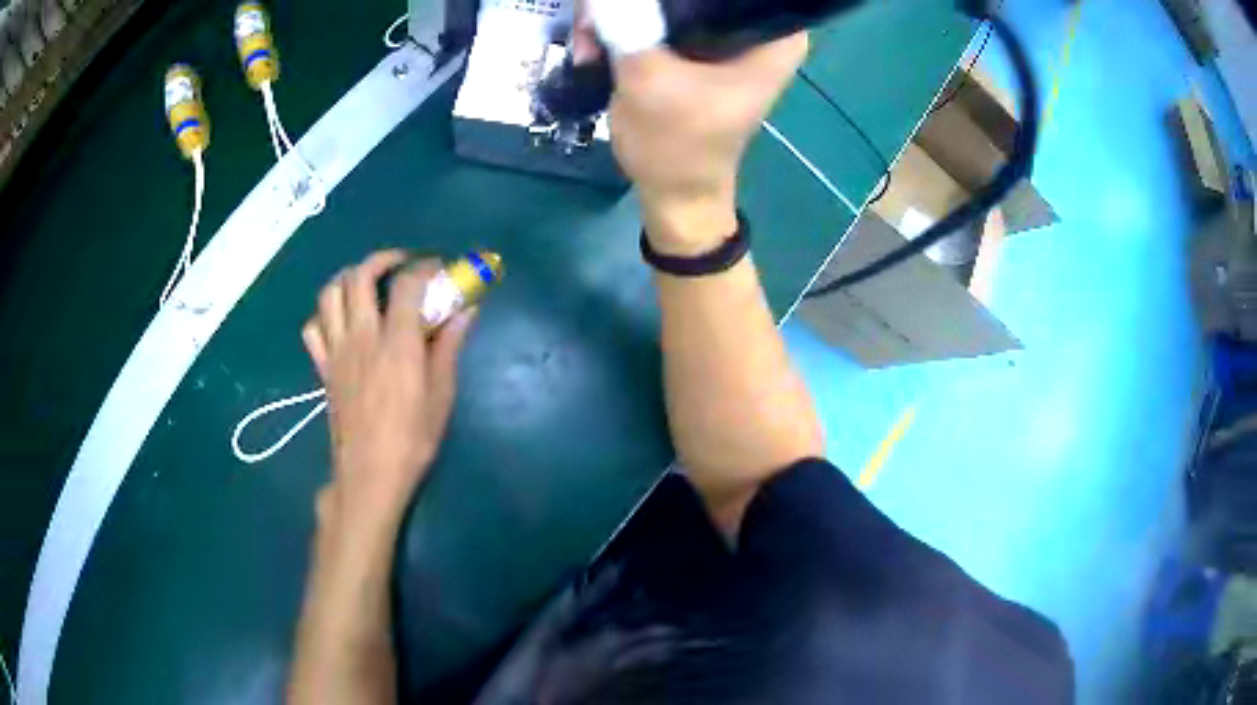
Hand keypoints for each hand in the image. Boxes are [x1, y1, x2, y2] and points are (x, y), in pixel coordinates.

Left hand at [302, 251, 475, 530]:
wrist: (369, 473)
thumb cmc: (412, 438)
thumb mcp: (442, 394)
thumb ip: (450, 346)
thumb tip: (466, 311)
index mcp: (396, 342)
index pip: (406, 284)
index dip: (424, 267)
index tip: (438, 267)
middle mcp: (361, 336)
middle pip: (360, 276)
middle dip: (382, 259)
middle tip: (400, 264)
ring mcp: (336, 350)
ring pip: (330, 294)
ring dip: (348, 278)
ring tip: (366, 283)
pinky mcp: (323, 368)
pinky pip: (313, 328)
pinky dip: (325, 314)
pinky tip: (340, 321)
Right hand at [573, 19, 807, 253]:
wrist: (674, 195)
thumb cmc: (675, 145)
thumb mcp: (647, 78)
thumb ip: (627, 21)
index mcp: (773, 35)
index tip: (633, 4)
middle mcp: (759, 29)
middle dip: (635, 2)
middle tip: (594, 23)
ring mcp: (729, 38)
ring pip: (671, 1)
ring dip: (621, 15)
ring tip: (588, 44)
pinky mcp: (703, 48)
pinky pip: (662, 18)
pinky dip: (627, 27)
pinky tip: (597, 47)